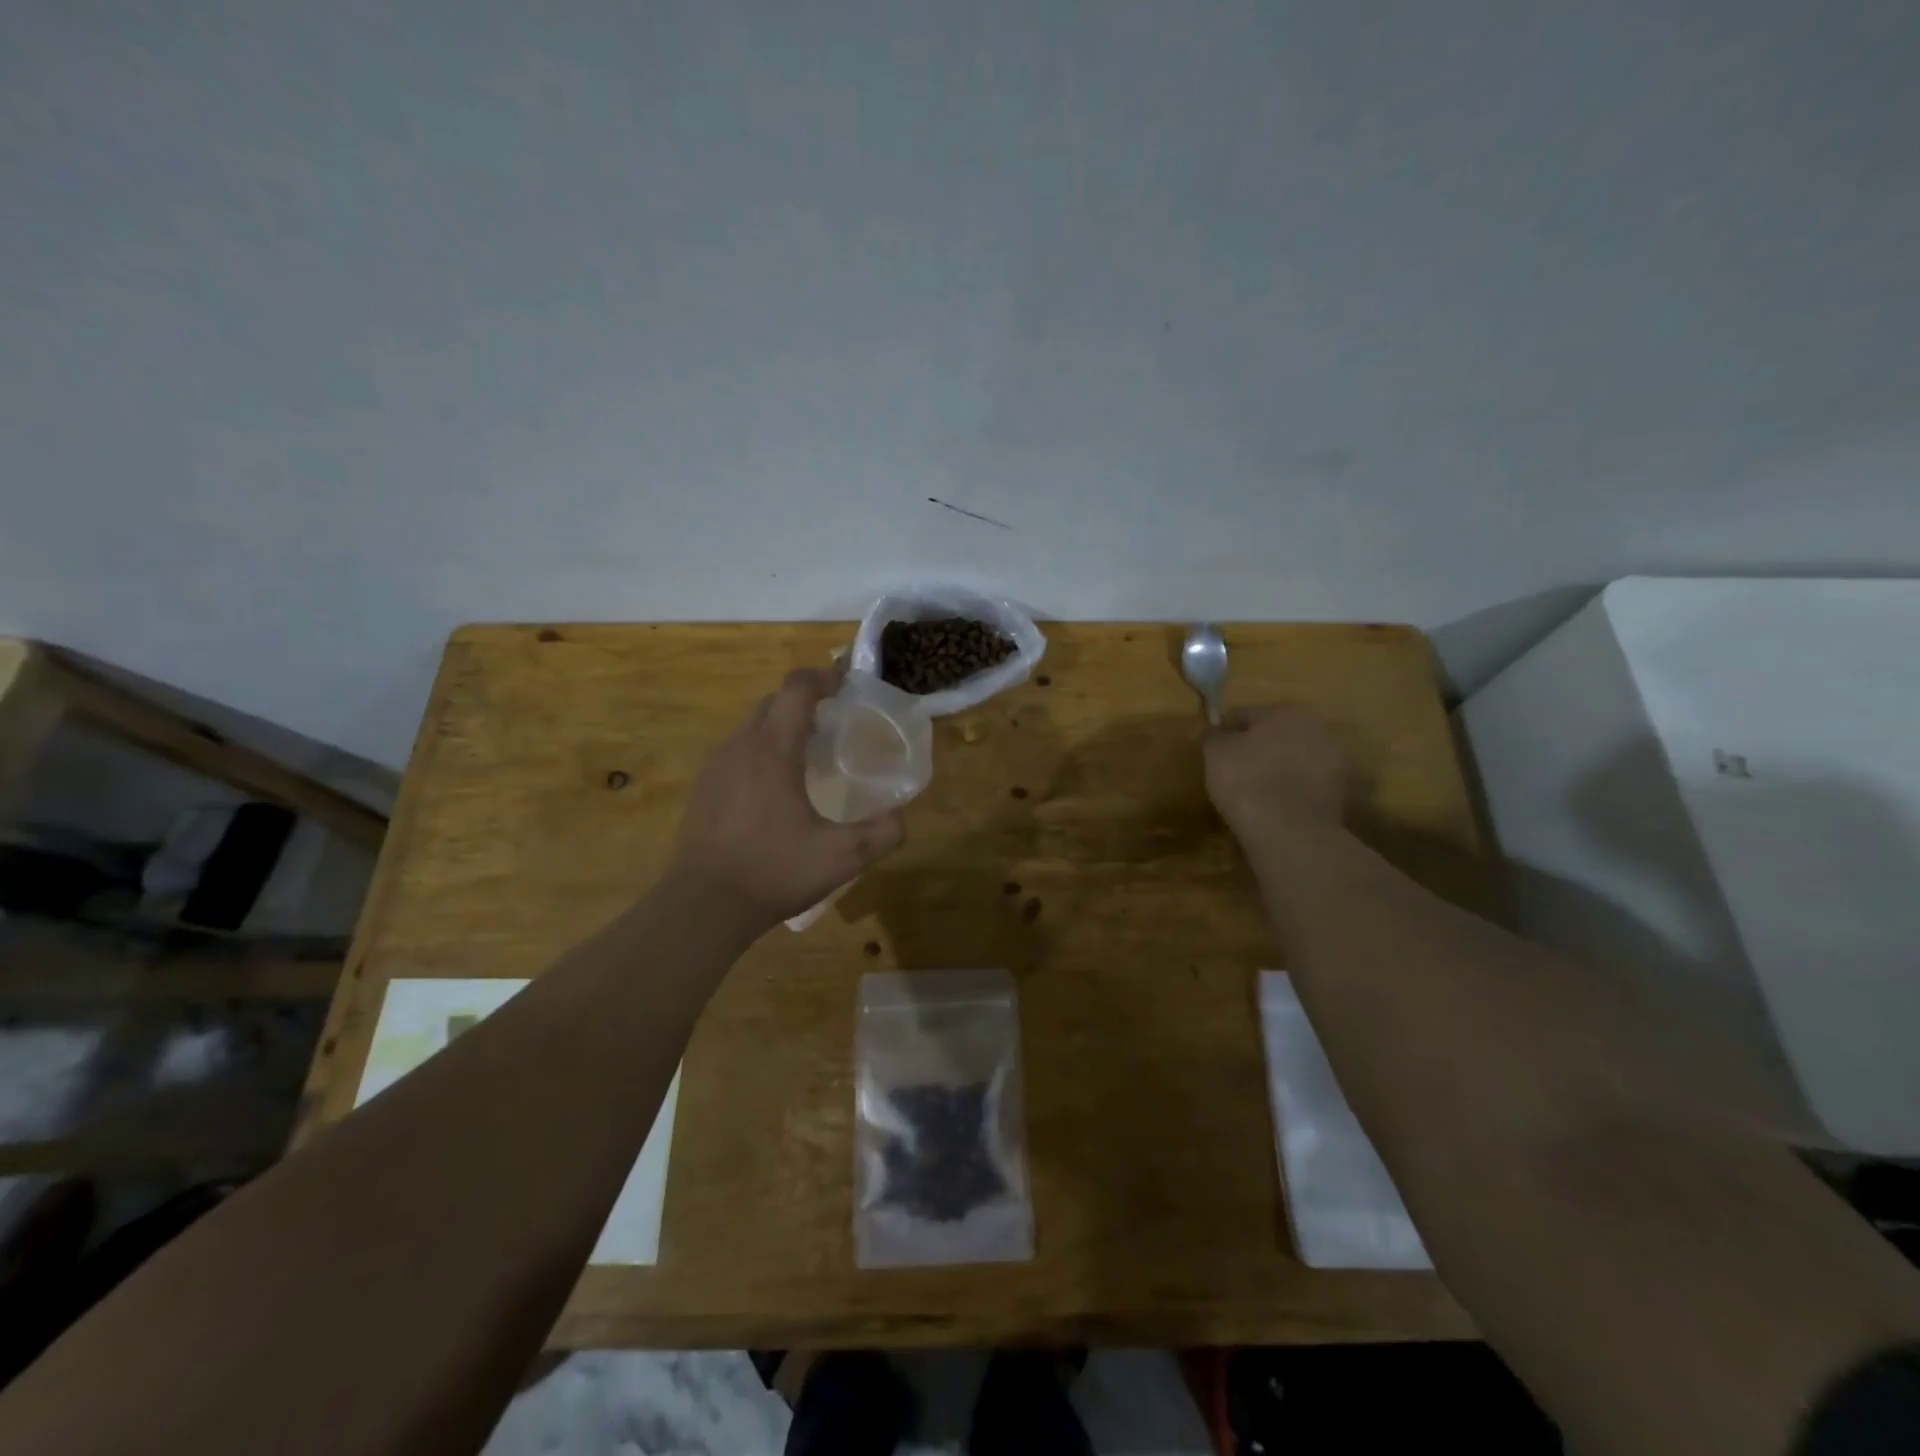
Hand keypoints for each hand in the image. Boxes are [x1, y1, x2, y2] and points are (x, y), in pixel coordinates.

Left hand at [664, 667, 906, 932]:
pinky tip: (775, 789)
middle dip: (804, 701)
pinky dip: (761, 752)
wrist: (703, 906)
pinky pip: (737, 752)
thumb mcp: (841, 858)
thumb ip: (881, 834)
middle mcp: (740, 746)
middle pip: (773, 702)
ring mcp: (715, 767)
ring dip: (781, 727)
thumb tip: (900, 818)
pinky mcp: (703, 789)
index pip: (796, 689)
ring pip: (752, 727)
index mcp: (773, 750)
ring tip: (808, 755)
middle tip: (834, 722)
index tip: (845, 683)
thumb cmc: (773, 871)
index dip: (823, 677)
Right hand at [1203, 704, 1349, 846]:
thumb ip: (1212, 735)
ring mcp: (1337, 760)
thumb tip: (1211, 729)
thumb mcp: (1215, 754)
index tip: (1214, 753)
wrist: (1290, 831)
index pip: (1246, 716)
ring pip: (1296, 759)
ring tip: (1258, 792)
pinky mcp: (1343, 792)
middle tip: (1237, 772)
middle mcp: (1318, 727)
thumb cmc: (1247, 781)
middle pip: (1277, 735)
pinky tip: (1278, 806)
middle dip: (1259, 748)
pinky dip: (1296, 790)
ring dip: (1280, 768)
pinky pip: (1309, 784)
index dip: (1226, 733)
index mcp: (1287, 711)